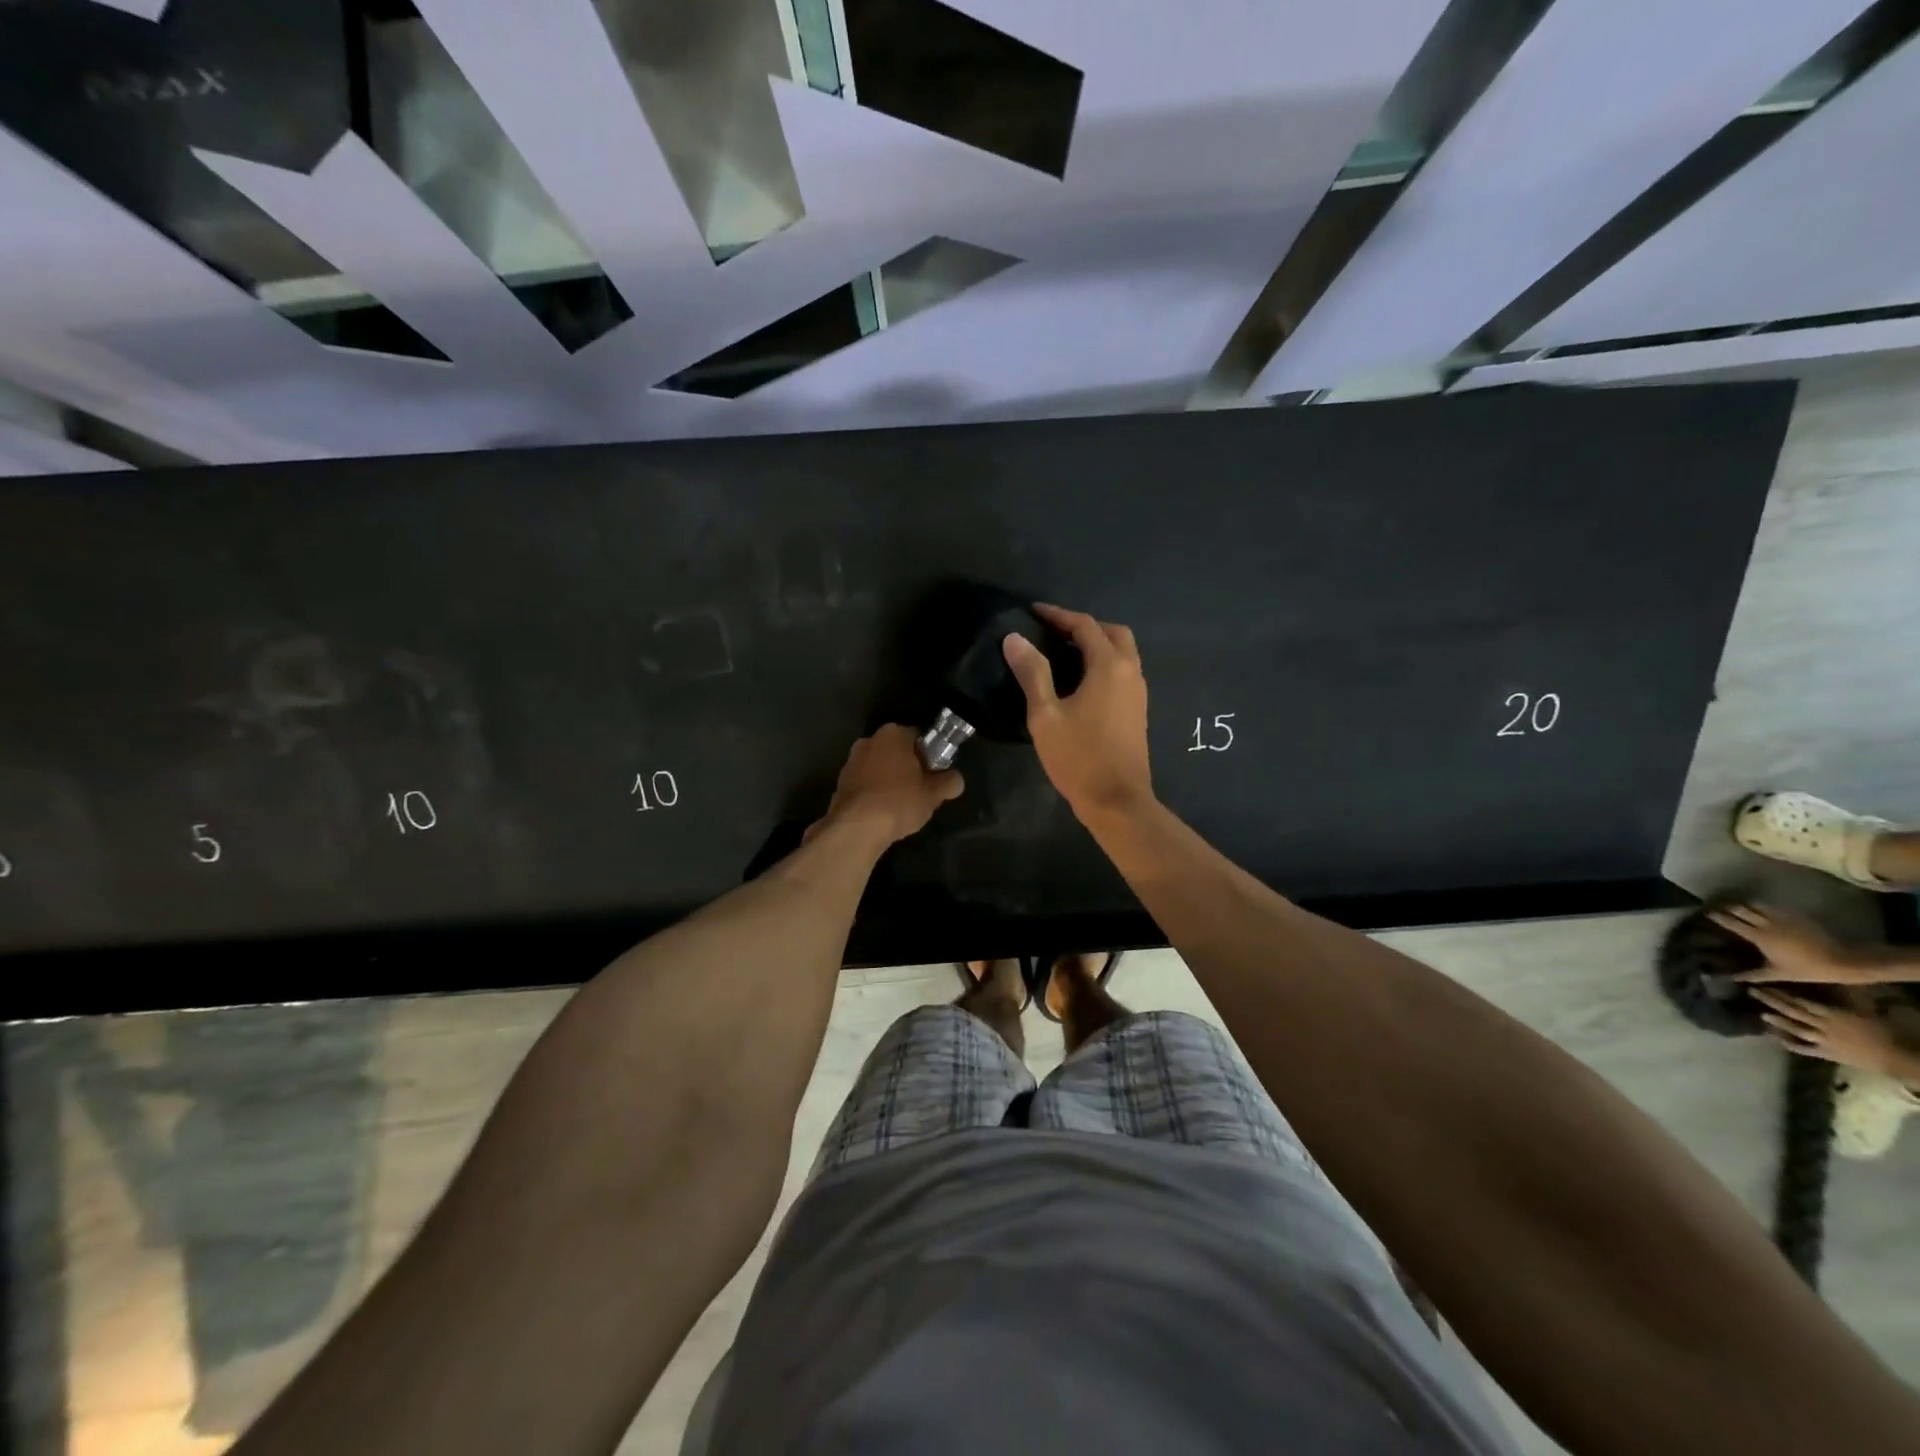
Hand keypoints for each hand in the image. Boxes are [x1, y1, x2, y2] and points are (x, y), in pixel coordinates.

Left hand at [809, 724, 963, 846]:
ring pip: (879, 768)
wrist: (856, 828)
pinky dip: (874, 794)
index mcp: (893, 734)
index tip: (934, 776)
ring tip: (901, 806)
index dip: (930, 757)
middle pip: (897, 752)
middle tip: (921, 791)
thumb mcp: (934, 794)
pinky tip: (882, 813)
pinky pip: (865, 784)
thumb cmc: (899, 802)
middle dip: (908, 768)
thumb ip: (949, 782)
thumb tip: (955, 780)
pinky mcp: (840, 783)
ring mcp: (851, 761)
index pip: (919, 738)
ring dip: (890, 781)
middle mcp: (869, 740)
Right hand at [1002, 603, 1151, 820]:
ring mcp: (1138, 693)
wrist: (1117, 801)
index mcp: (1109, 666)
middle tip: (1053, 631)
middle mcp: (1130, 672)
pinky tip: (1079, 681)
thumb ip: (1032, 673)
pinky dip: (1103, 664)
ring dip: (1096, 645)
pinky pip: (1122, 672)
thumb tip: (1015, 638)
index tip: (1033, 612)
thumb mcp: (1045, 715)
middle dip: (1083, 626)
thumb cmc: (1079, 757)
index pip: (1084, 626)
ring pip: (1121, 653)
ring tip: (1062, 653)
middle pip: (1112, 633)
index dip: (1058, 615)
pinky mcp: (1137, 711)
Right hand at [1707, 902, 1866, 983]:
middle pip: (1739, 909)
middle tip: (1718, 907)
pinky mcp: (1795, 915)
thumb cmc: (1810, 970)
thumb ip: (1753, 975)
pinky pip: (1771, 907)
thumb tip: (1731, 979)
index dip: (1716, 916)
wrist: (1846, 961)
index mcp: (1759, 936)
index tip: (1705, 913)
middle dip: (1727, 907)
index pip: (1731, 922)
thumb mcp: (1779, 974)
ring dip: (1743, 904)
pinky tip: (1761, 910)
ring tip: (1737, 906)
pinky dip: (1761, 906)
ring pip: (1754, 904)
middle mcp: (1766, 923)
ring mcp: (1782, 917)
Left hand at [1750, 988, 1907, 1074]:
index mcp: (1833, 1014)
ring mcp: (1824, 1041)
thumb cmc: (1883, 1030)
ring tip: (1761, 1014)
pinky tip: (1774, 1038)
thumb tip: (1835, 982)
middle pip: (1794, 1013)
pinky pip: (1804, 1049)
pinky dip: (1789, 1044)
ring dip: (1778, 1022)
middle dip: (1772, 1002)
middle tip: (1752, 992)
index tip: (1763, 984)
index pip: (1802, 1002)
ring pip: (1796, 1030)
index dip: (1781, 993)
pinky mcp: (1827, 1055)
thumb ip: (1847, 998)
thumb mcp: (1864, 1010)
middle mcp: (1824, 1026)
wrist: (1898, 1057)